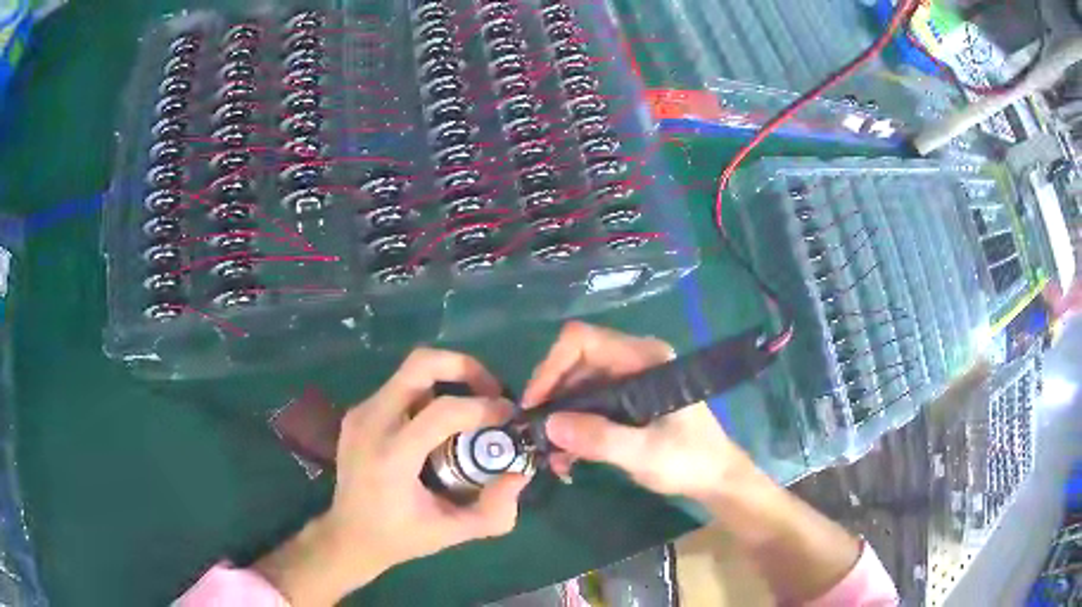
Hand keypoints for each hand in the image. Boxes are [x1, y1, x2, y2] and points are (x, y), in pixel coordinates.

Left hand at [256, 348, 528, 605]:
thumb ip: (494, 509)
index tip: (509, 416)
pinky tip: (441, 423)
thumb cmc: (400, 537)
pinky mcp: (358, 412)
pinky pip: (399, 386)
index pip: (443, 410)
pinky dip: (429, 392)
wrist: (348, 535)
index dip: (484, 407)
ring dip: (448, 379)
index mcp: (391, 456)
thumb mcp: (452, 532)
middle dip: (464, 367)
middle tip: (491, 391)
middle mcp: (370, 423)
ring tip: (471, 407)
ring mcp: (360, 413)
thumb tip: (520, 472)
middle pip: (420, 364)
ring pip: (411, 371)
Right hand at [522, 322, 756, 502]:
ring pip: (577, 386)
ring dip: (559, 417)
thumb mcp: (644, 453)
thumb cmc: (689, 460)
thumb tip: (549, 424)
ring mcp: (629, 381)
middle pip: (575, 363)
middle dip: (552, 398)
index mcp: (644, 359)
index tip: (535, 405)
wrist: (716, 477)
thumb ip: (599, 438)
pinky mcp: (626, 402)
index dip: (552, 367)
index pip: (583, 340)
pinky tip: (566, 458)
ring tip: (551, 455)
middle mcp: (634, 361)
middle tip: (535, 435)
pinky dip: (572, 427)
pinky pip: (587, 405)